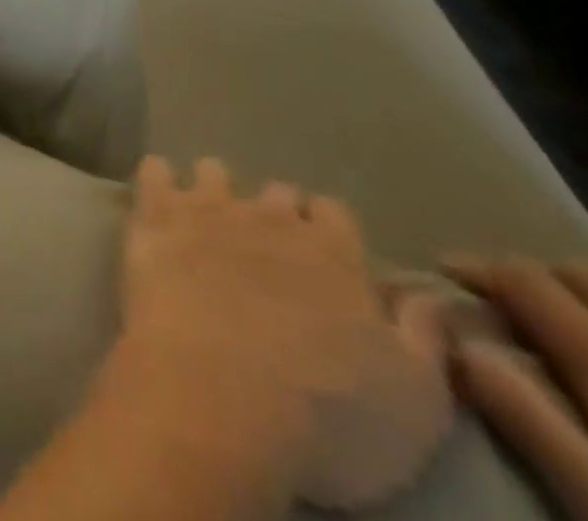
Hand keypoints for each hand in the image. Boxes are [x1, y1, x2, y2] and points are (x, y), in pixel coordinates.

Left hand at [119, 156, 453, 510]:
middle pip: (276, 194)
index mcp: (333, 253)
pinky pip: (153, 173)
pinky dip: (156, 176)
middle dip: (276, 214)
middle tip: (269, 247)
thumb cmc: (326, 415)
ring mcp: (206, 211)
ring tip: (208, 213)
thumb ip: (426, 340)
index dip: (330, 232)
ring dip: (214, 189)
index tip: (326, 256)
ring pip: (213, 174)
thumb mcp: (415, 403)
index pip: (335, 214)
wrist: (217, 398)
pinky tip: (155, 188)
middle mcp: (269, 217)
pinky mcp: (155, 220)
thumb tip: (434, 297)